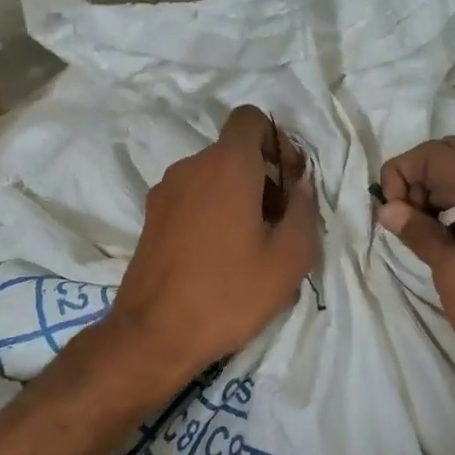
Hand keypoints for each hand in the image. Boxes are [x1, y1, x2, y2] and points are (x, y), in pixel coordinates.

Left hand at [106, 105, 319, 382]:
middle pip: (234, 153)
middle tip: (280, 226)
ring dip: (239, 199)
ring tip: (252, 249)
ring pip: (213, 178)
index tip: (290, 181)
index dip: (277, 141)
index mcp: (226, 166)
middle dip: (263, 178)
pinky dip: (212, 214)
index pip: (250, 119)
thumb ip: (304, 210)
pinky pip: (192, 200)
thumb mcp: (290, 258)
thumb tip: (300, 186)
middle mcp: (191, 167)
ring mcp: (165, 192)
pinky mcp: (150, 218)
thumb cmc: (229, 293)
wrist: (153, 335)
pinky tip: (221, 260)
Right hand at [377, 137, 454, 388]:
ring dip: (431, 192)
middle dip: (415, 177)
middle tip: (402, 219)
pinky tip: (442, 244)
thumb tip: (389, 207)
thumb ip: (422, 235)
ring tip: (417, 233)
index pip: (435, 154)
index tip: (390, 215)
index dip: (402, 173)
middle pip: (450, 154)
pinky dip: (450, 208)